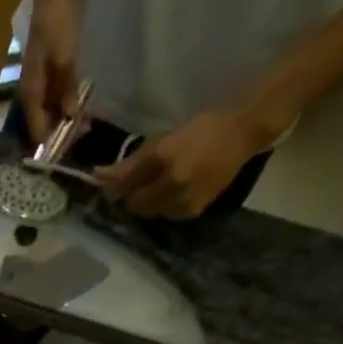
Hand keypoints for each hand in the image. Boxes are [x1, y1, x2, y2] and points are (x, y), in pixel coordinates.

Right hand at [18, 0, 81, 144]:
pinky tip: (81, 104)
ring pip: (51, 110)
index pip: (36, 129)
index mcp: (30, 92)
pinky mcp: (51, 70)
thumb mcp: (64, 56)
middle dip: (60, 132)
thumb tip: (70, 116)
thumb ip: (67, 87)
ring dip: (65, 118)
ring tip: (86, 123)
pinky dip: (68, 102)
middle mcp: (32, 92)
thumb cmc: (57, 22)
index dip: (50, 143)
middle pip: (43, 122)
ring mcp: (41, 82)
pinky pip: (58, 95)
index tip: (66, 154)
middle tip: (83, 135)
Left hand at [94, 109, 271, 218]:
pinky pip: (165, 215)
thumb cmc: (201, 129)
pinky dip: (162, 207)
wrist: (244, 132)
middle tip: (132, 186)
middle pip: (133, 203)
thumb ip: (132, 161)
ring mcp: (182, 199)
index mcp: (162, 158)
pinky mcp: (192, 211)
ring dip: (145, 203)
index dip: (111, 186)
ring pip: (148, 212)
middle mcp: (171, 183)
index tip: (104, 183)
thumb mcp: (164, 138)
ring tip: (155, 187)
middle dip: (129, 196)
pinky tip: (171, 193)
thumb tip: (98, 176)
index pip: (124, 183)